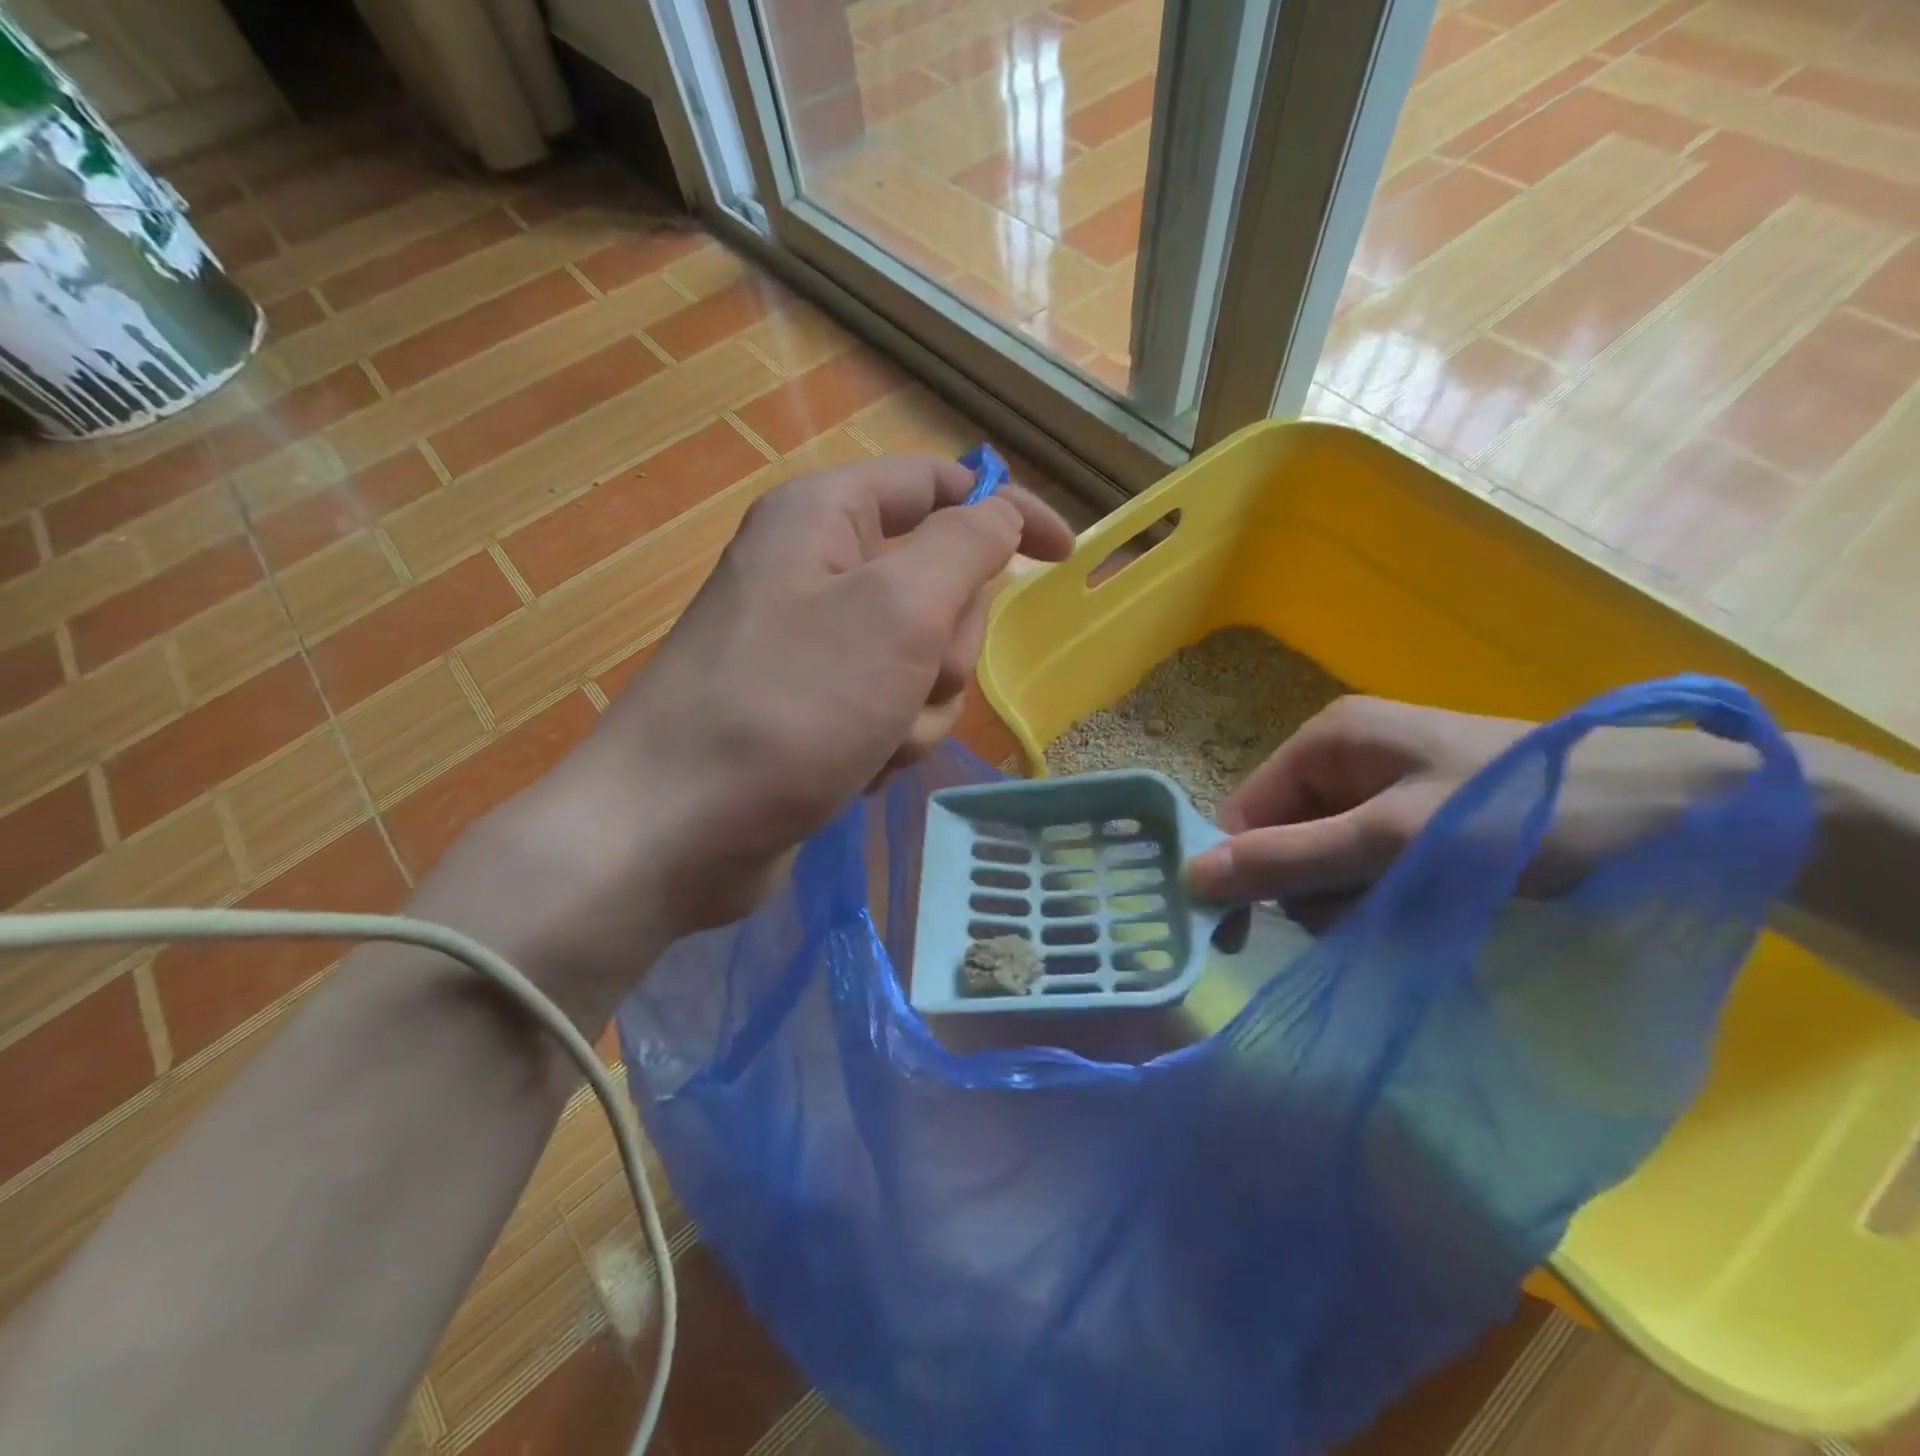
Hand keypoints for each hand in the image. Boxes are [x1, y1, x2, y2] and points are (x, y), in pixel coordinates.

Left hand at [557, 456, 1072, 936]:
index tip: (1063, 556)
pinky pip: (889, 709)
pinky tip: (852, 768)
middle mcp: (817, 569)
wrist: (676, 829)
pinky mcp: (812, 709)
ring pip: (921, 661)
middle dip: (945, 646)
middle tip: (915, 679)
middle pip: (938, 585)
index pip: (940, 486)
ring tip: (874, 738)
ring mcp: (813, 646)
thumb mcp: (896, 611)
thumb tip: (1002, 513)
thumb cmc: (789, 705)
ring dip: (918, 707)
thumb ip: (964, 547)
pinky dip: (887, 741)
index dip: (1008, 512)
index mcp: (825, 516)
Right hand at [1184, 696, 1756, 906]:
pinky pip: (1367, 863)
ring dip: (1351, 899)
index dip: (1244, 870)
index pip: (1244, 811)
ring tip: (1411, 912)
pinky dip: (1384, 896)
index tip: (1251, 936)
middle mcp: (1344, 756)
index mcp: (1325, 739)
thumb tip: (1188, 877)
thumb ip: (1289, 858)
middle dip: (1312, 887)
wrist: (1684, 815)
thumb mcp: (1394, 840)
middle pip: (1283, 836)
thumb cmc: (1525, 814)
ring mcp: (1384, 785)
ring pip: (1324, 858)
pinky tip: (1428, 907)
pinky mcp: (1419, 815)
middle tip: (1368, 915)